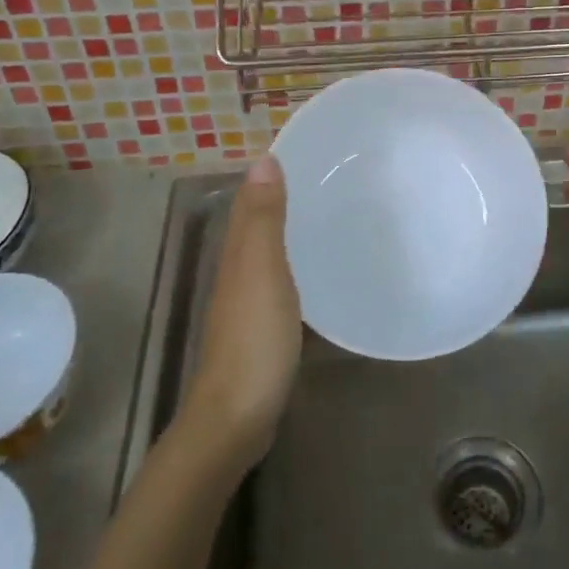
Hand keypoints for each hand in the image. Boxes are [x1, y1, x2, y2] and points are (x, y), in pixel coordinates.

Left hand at [181, 155, 302, 467]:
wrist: (237, 415)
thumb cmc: (254, 338)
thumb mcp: (262, 271)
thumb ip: (263, 219)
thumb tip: (263, 160)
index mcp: (238, 254)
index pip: (251, 202)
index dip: (271, 176)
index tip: (309, 153)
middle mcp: (238, 272)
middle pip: (259, 225)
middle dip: (284, 199)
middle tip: (331, 180)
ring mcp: (248, 304)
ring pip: (268, 254)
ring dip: (290, 232)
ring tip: (330, 216)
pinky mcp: (263, 330)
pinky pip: (280, 282)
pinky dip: (295, 266)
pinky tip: (318, 271)